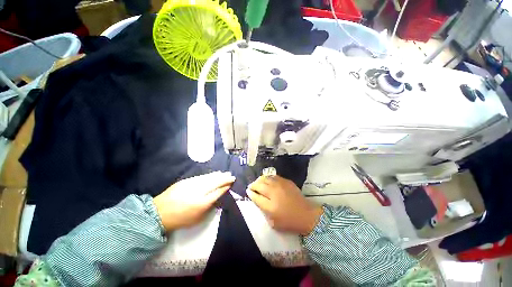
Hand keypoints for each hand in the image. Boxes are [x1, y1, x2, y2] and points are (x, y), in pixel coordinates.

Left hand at [153, 171, 234, 231]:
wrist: (159, 213)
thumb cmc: (180, 219)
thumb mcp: (198, 219)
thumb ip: (210, 208)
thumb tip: (217, 197)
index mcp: (202, 203)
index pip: (218, 192)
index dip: (225, 187)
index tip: (231, 183)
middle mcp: (198, 191)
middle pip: (215, 182)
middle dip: (225, 178)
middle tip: (231, 176)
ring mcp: (192, 184)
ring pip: (209, 177)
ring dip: (219, 175)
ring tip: (225, 173)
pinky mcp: (186, 181)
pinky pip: (202, 176)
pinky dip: (210, 175)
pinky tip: (214, 174)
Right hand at [247, 175, 322, 235]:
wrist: (306, 215)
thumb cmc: (289, 222)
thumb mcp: (273, 223)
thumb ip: (264, 211)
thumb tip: (257, 200)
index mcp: (270, 206)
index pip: (256, 196)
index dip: (250, 193)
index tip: (248, 191)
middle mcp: (274, 193)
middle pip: (259, 185)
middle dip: (253, 185)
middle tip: (251, 187)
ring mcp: (281, 185)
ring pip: (266, 178)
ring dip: (260, 180)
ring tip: (258, 182)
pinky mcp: (287, 181)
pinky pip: (274, 176)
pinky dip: (268, 178)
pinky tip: (268, 180)